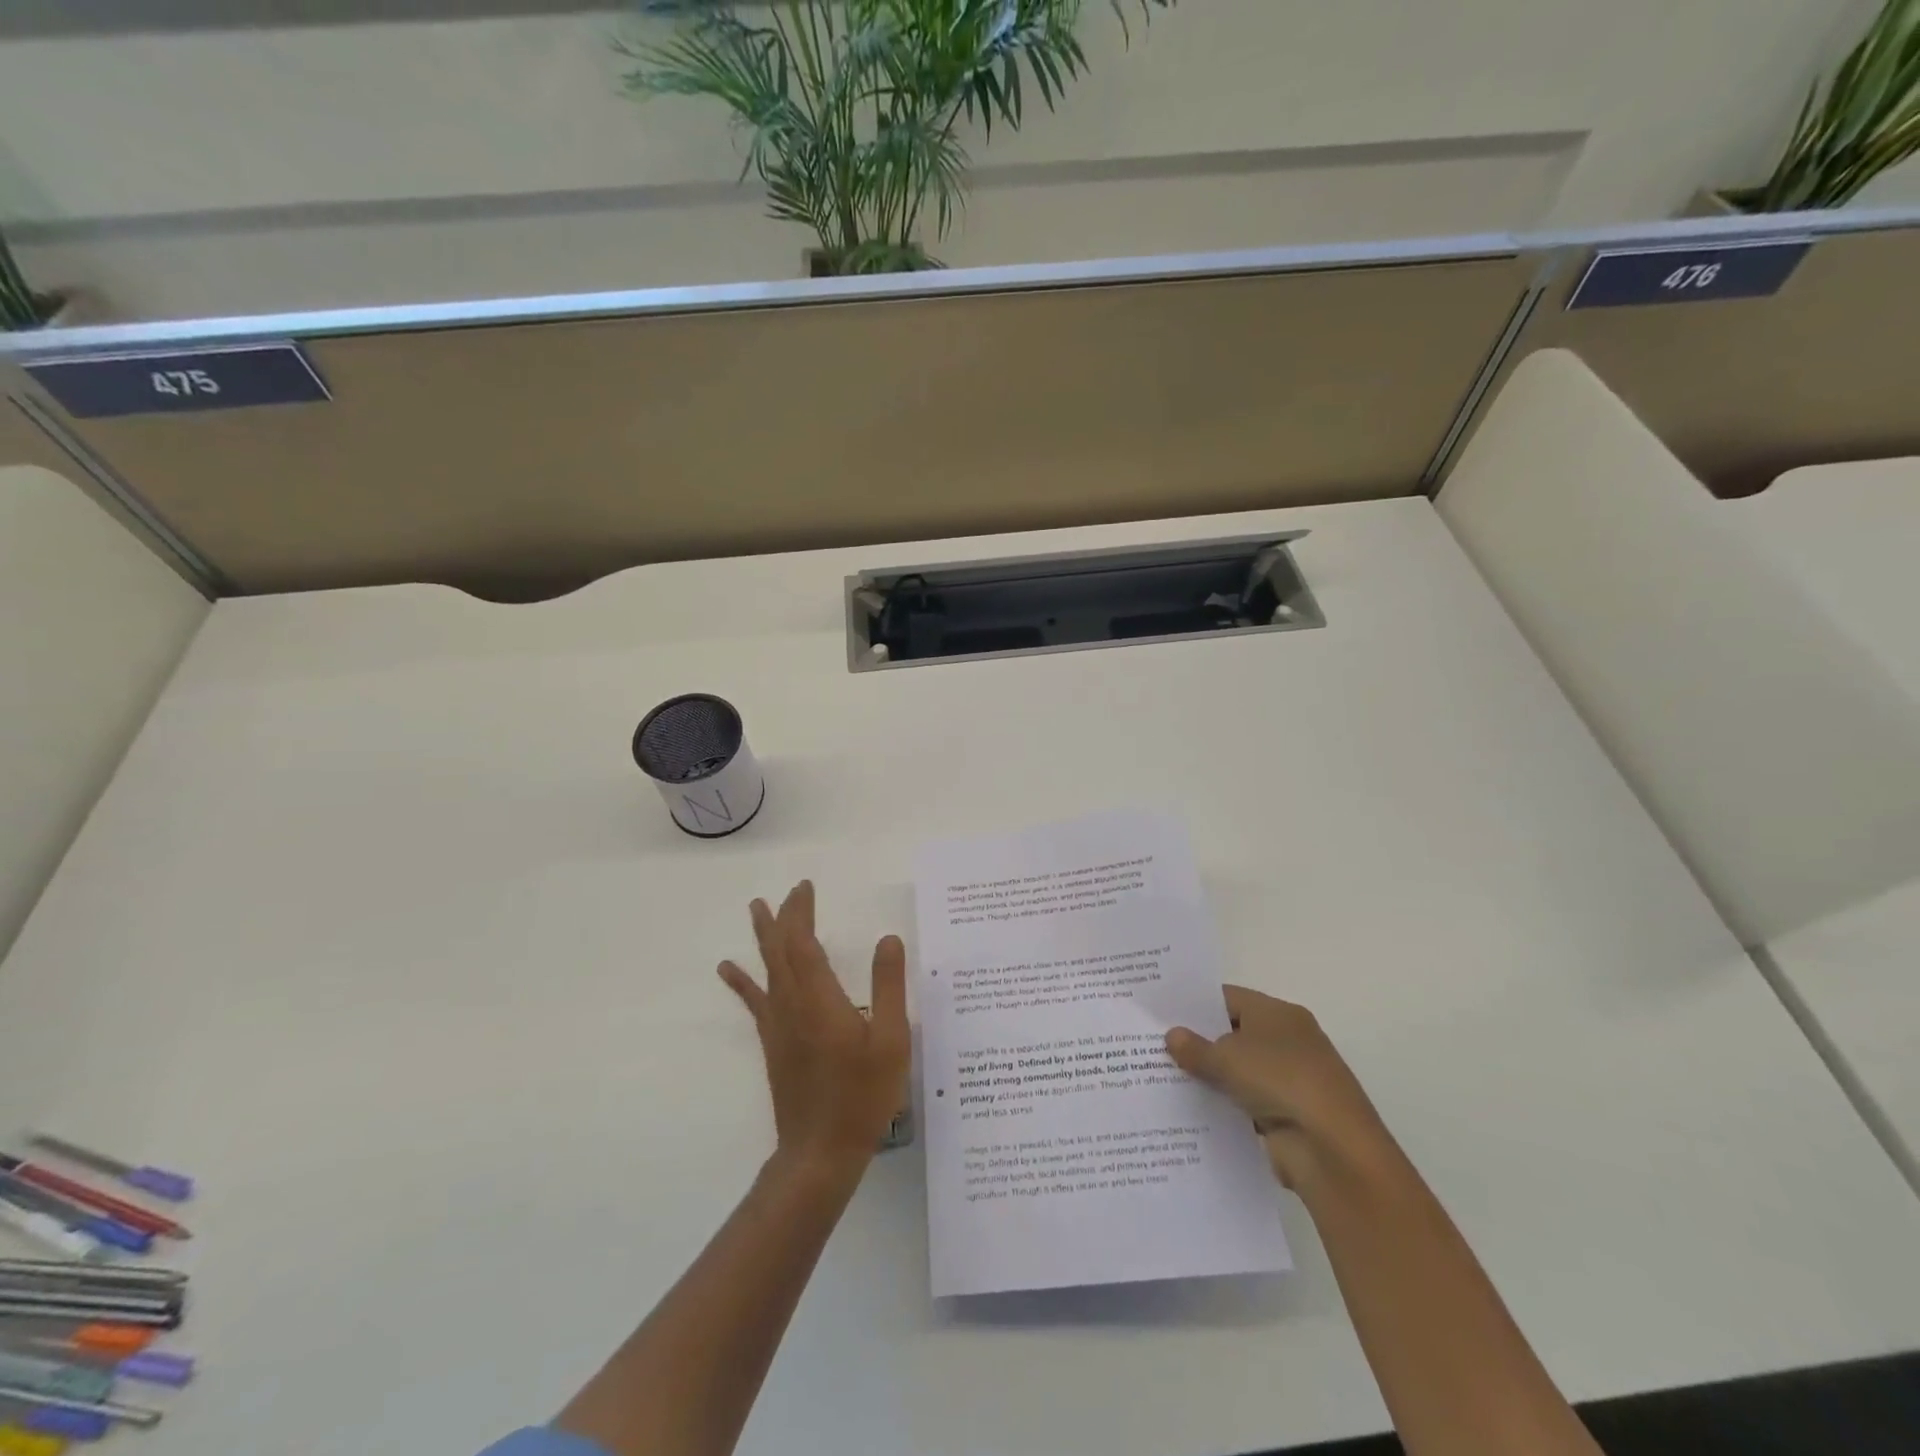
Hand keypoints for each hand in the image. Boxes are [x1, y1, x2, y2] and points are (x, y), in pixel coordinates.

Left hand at [719, 881, 909, 1178]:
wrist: (820, 1152)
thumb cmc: (862, 1096)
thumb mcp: (891, 1040)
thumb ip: (889, 987)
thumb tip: (887, 939)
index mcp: (820, 999)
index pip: (803, 942)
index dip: (802, 911)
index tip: (806, 886)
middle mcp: (792, 1004)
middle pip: (780, 949)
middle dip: (784, 916)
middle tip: (790, 890)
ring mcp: (778, 1025)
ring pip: (766, 969)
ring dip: (763, 937)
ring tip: (755, 909)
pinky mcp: (773, 1043)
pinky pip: (755, 1001)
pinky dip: (742, 981)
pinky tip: (728, 969)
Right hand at [1167, 986, 1394, 1192]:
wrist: (1334, 1150)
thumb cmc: (1281, 1081)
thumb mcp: (1227, 1058)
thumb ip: (1195, 1047)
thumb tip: (1171, 1035)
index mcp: (1278, 1014)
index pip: (1228, 998)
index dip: (1194, 1003)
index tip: (1160, 1011)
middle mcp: (1286, 1041)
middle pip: (1231, 1034)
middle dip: (1197, 1040)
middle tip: (1151, 1042)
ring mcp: (1287, 1080)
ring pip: (1236, 1071)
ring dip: (1207, 1077)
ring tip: (1158, 1075)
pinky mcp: (1284, 1116)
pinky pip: (1243, 1103)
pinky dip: (1221, 1106)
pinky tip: (1186, 1109)